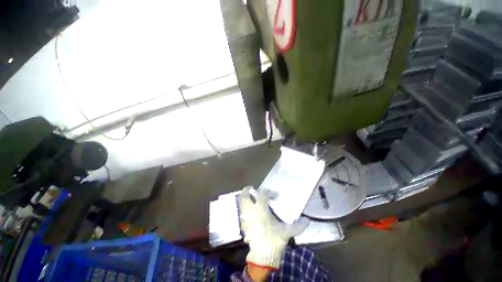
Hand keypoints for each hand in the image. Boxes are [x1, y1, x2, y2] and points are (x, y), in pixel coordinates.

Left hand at [239, 186, 308, 269]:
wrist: (262, 256)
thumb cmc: (273, 240)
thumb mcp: (286, 232)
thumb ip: (297, 226)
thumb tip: (307, 220)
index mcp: (261, 209)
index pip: (262, 194)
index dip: (267, 191)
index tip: (273, 194)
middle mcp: (251, 210)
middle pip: (245, 196)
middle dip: (247, 190)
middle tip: (252, 188)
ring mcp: (245, 217)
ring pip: (241, 203)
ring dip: (245, 199)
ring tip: (251, 198)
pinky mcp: (243, 224)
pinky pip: (242, 212)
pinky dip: (244, 208)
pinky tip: (250, 211)